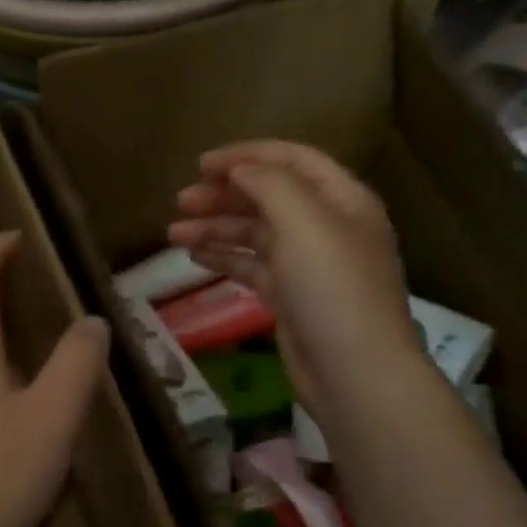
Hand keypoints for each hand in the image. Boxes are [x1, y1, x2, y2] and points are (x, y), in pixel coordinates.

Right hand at [167, 141, 420, 416]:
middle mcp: (326, 226)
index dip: (246, 155)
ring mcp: (308, 264)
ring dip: (216, 228)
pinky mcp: (290, 297)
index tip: (201, 165)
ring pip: (256, 234)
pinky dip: (224, 258)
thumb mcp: (304, 222)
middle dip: (224, 195)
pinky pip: (252, 267)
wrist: (353, 371)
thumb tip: (240, 169)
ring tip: (173, 232)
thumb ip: (270, 185)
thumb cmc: (332, 288)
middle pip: (269, 197)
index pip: (292, 160)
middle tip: (181, 200)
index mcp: (341, 199)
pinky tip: (195, 256)